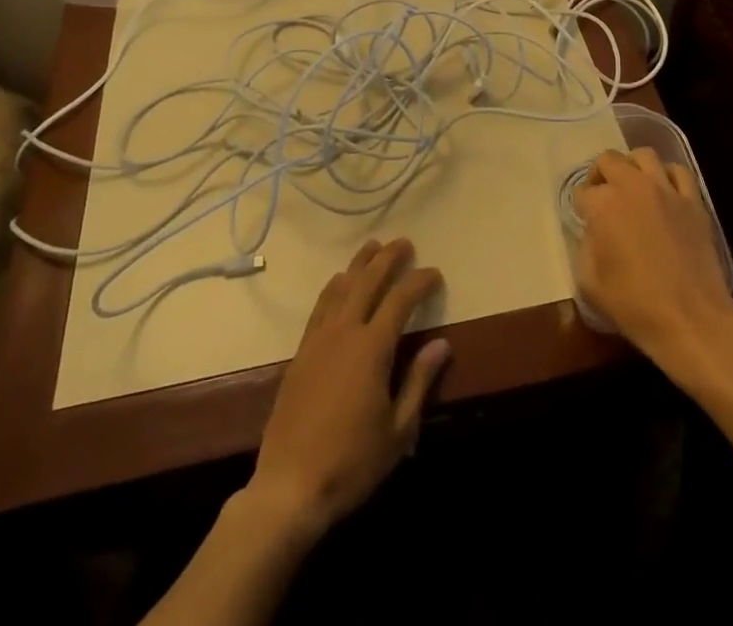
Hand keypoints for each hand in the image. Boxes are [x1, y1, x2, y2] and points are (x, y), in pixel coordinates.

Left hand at [244, 237, 449, 542]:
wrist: (289, 488)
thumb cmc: (352, 463)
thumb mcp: (398, 430)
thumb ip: (419, 381)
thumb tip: (442, 343)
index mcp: (372, 348)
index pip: (401, 300)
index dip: (419, 282)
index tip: (435, 273)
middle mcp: (344, 333)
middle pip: (368, 282)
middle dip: (388, 258)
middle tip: (404, 243)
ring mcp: (319, 340)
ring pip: (341, 288)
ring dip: (359, 264)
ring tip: (372, 246)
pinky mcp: (301, 354)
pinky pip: (320, 307)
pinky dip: (332, 288)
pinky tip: (338, 282)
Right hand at [574, 147, 732, 381]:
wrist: (691, 319)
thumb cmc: (635, 305)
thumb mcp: (590, 283)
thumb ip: (585, 248)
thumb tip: (594, 233)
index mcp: (603, 205)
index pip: (582, 192)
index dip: (581, 207)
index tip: (585, 223)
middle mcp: (632, 187)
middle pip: (608, 160)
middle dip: (600, 175)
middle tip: (602, 197)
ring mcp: (666, 190)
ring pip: (643, 155)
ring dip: (632, 167)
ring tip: (632, 187)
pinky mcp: (693, 201)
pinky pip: (678, 171)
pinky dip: (667, 175)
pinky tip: (664, 192)